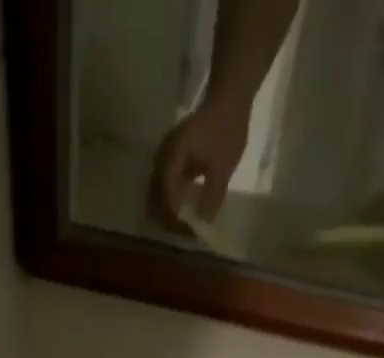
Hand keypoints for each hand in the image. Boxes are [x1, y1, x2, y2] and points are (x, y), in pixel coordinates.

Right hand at [149, 100, 249, 231]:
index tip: (188, 232)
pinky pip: (162, 186)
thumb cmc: (227, 129)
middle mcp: (162, 156)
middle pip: (155, 197)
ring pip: (156, 193)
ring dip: (167, 212)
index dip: (174, 218)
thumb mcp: (223, 168)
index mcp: (173, 156)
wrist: (228, 98)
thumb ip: (211, 198)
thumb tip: (202, 226)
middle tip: (186, 233)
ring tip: (185, 224)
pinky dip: (170, 201)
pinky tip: (184, 209)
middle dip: (168, 219)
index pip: (166, 195)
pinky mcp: (169, 158)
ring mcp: (163, 156)